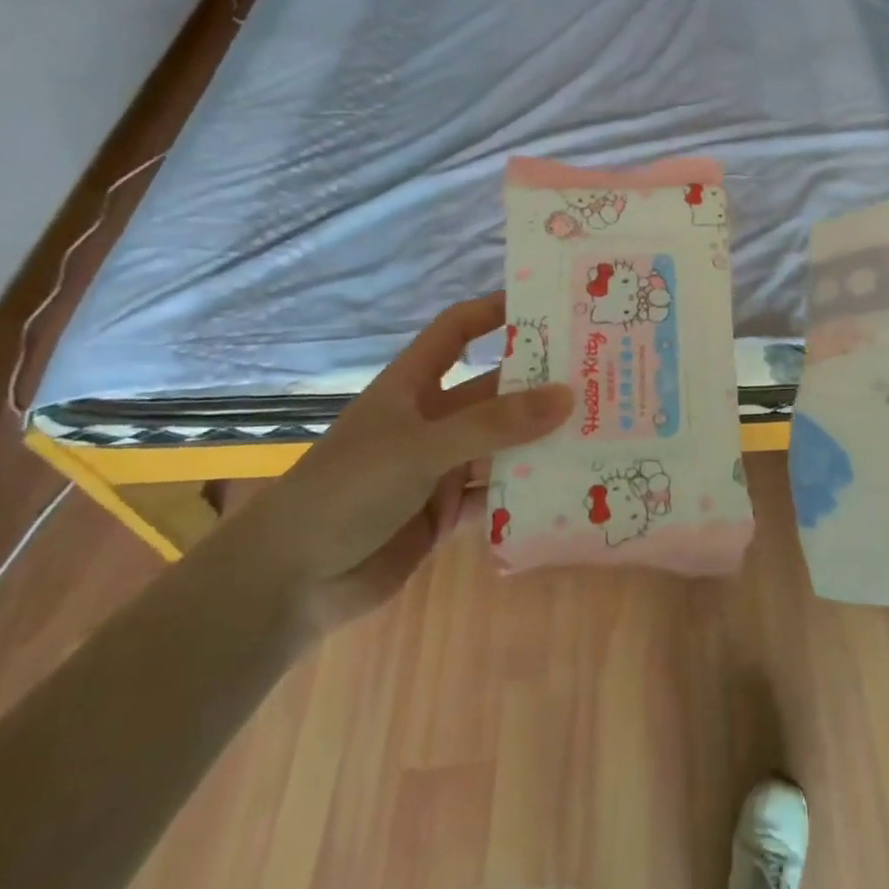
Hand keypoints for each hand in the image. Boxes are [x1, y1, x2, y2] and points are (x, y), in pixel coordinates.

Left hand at [241, 293, 570, 634]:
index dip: (494, 313)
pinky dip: (526, 492)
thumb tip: (567, 395)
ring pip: (501, 445)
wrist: (290, 581)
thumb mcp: (421, 447)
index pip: (456, 331)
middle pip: (492, 391)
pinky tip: (569, 487)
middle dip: (538, 385)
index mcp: (412, 386)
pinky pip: (496, 494)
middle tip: (598, 378)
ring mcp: (439, 467)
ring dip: (539, 441)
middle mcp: (430, 420)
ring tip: (598, 431)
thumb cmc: (347, 490)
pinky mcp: (445, 512)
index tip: (547, 307)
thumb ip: (494, 425)